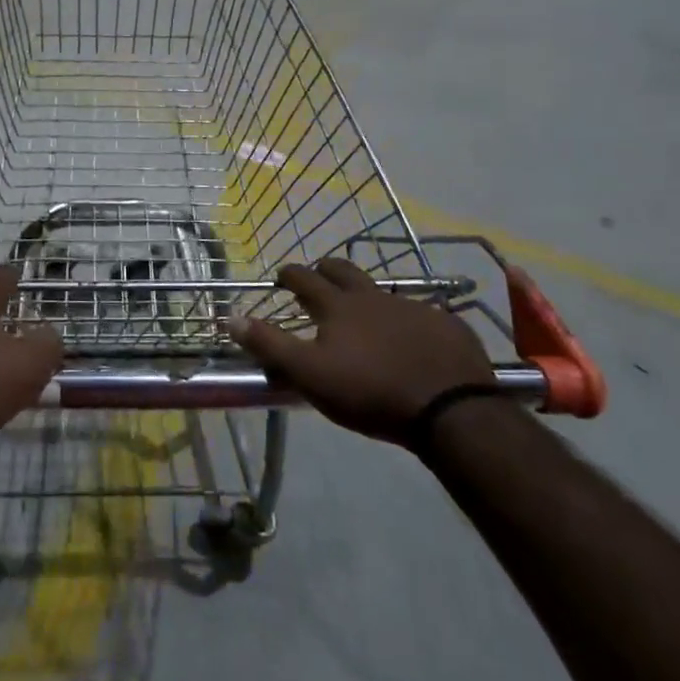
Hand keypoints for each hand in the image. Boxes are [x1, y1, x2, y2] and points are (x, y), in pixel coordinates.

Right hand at [226, 258, 495, 446]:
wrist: (451, 410)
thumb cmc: (370, 392)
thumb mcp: (309, 374)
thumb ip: (269, 345)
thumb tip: (229, 316)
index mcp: (338, 306)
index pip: (304, 277)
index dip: (289, 274)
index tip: (281, 276)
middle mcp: (374, 297)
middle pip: (344, 269)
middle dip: (326, 270)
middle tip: (318, 279)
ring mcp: (414, 308)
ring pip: (383, 292)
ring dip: (366, 297)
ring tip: (363, 316)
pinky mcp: (446, 326)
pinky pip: (420, 314)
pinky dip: (406, 321)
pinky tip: (410, 342)